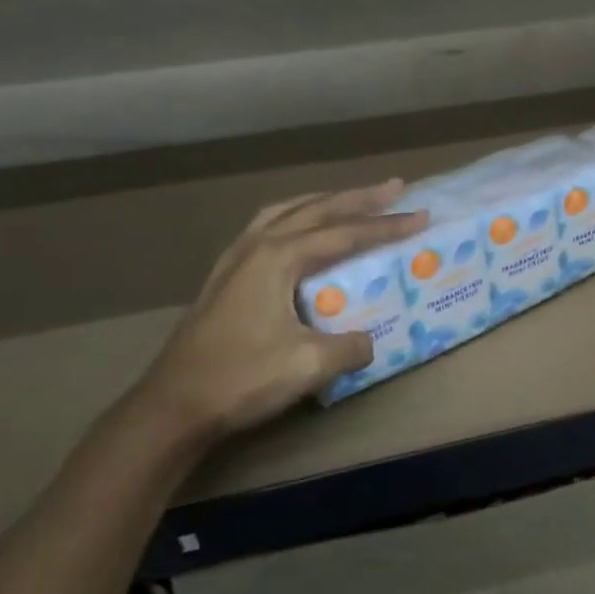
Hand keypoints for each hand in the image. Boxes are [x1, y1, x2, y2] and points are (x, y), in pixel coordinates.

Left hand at [131, 180, 427, 444]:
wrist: (173, 406)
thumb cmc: (241, 378)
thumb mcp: (309, 365)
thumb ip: (350, 346)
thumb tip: (368, 341)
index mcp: (279, 258)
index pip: (345, 233)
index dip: (386, 225)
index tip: (421, 215)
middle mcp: (256, 246)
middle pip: (316, 210)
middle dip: (359, 198)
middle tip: (395, 187)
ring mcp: (235, 259)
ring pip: (286, 213)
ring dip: (323, 203)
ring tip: (349, 200)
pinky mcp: (225, 277)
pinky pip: (267, 229)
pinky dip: (294, 219)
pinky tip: (299, 234)